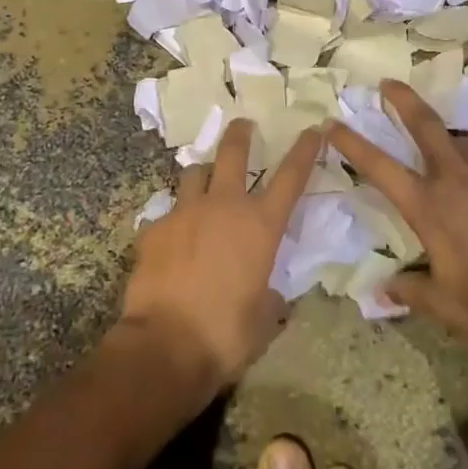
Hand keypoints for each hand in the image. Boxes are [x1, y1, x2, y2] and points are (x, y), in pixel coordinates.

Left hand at [121, 120, 322, 393]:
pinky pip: (167, 213)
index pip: (290, 177)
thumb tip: (266, 293)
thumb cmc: (226, 335)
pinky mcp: (154, 228)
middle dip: (240, 133)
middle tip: (243, 124)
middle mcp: (223, 206)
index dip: (304, 150)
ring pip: (194, 173)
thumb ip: (269, 296)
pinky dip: (174, 220)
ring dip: (203, 175)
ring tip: (203, 184)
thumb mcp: (264, 319)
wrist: (165, 344)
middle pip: (232, 152)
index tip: (313, 129)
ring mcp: (184, 212)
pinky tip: (172, 239)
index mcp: (260, 226)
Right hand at [325, 81, 467, 364]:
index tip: (332, 123)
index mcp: (429, 207)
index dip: (352, 143)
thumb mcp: (443, 305)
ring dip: (450, 139)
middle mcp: (457, 181)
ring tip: (447, 149)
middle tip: (388, 82)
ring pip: (465, 143)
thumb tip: (381, 291)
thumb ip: (408, 290)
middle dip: (404, 99)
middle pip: (426, 125)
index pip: (380, 166)